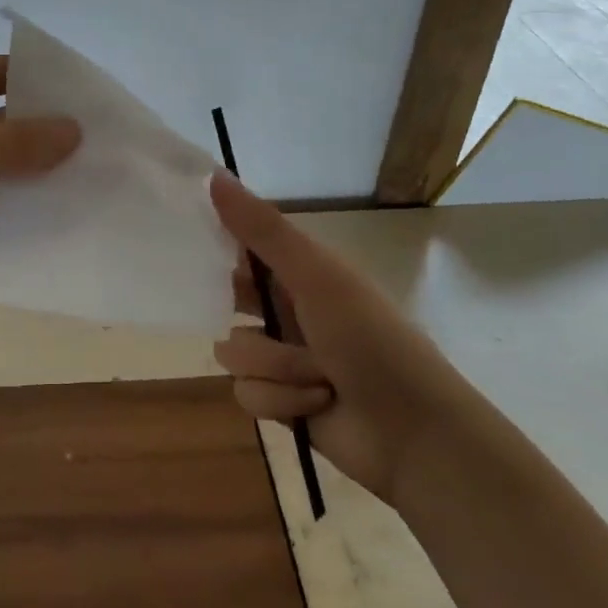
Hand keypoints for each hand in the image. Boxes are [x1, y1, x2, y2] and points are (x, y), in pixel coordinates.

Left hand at [0, 56, 79, 359]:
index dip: (19, 73)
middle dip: (45, 127)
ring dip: (48, 172)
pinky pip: (9, 217)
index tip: (71, 80)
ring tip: (104, 167)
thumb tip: (74, 129)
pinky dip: (39, 213)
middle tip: (104, 129)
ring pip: (9, 174)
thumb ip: (11, 142)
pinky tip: (80, 210)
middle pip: (0, 127)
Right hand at [210, 173, 465, 504]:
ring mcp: (282, 358)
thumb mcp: (316, 275)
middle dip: (243, 315)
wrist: (415, 433)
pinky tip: (316, 403)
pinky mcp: (279, 402)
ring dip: (275, 366)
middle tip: (259, 316)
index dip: (217, 245)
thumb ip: (262, 229)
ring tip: (316, 375)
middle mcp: (287, 310)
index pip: (243, 247)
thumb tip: (214, 174)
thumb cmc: (369, 339)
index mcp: (300, 272)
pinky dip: (281, 399)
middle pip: (228, 300)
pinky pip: (246, 392)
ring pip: (233, 352)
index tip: (192, 246)